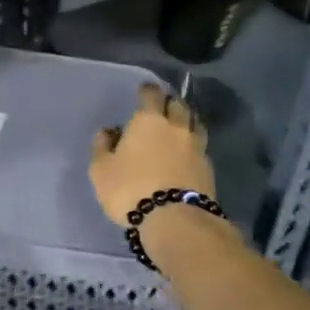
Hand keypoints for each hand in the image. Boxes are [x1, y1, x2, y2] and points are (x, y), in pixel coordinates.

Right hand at [90, 83, 215, 226]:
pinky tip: (187, 153)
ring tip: (179, 126)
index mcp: (148, 121)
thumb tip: (109, 131)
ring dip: (186, 121)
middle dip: (170, 102)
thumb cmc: (130, 189)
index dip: (147, 90)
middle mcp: (176, 126)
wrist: (173, 219)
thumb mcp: (101, 170)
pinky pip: (200, 146)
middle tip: (162, 107)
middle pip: (178, 105)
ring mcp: (196, 146)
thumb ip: (102, 146)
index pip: (151, 95)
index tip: (145, 90)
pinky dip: (193, 144)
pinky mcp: (208, 167)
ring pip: (194, 123)